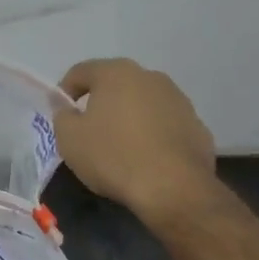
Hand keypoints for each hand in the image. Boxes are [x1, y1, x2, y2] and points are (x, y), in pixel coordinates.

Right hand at [55, 58, 217, 224]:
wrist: (173, 188)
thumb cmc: (113, 156)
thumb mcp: (69, 138)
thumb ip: (62, 116)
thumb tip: (67, 108)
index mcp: (117, 73)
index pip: (81, 71)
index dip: (65, 91)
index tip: (62, 115)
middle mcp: (150, 77)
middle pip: (115, 84)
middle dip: (100, 102)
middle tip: (89, 130)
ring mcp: (179, 100)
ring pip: (142, 103)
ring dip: (128, 117)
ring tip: (119, 147)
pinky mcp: (197, 125)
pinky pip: (164, 124)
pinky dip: (152, 134)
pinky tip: (146, 159)